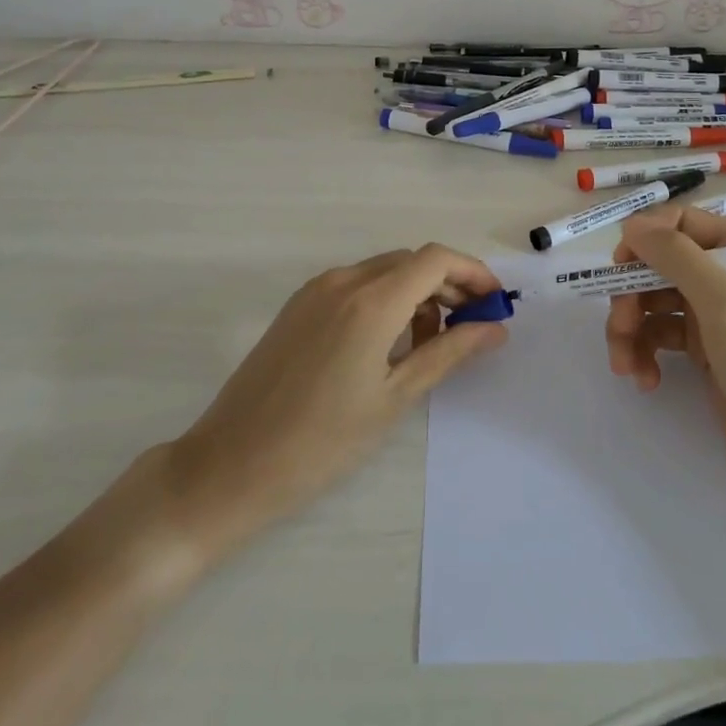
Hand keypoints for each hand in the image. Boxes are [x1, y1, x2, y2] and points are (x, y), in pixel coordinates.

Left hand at [160, 244, 506, 562]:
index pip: (435, 259)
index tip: (495, 304)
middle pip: (411, 261)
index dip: (473, 272)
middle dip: (449, 285)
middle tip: (472, 327)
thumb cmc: (321, 442)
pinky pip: (356, 285)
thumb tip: (495, 328)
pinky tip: (389, 343)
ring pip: (384, 271)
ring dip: (417, 293)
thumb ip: (449, 353)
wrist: (230, 466)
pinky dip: (385, 299)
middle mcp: (343, 280)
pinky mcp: (299, 305)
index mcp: (370, 301)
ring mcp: (316, 290)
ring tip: (430, 344)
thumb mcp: (395, 398)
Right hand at [605, 208, 725, 490]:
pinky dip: (645, 352)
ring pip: (651, 301)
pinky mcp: (703, 347)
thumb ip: (676, 257)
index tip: (618, 266)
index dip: (644, 239)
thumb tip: (631, 225)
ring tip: (625, 366)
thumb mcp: (725, 302)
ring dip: (631, 329)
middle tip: (620, 328)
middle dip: (631, 295)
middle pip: (658, 264)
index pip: (680, 222)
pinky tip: (645, 379)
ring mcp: (714, 311)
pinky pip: (659, 334)